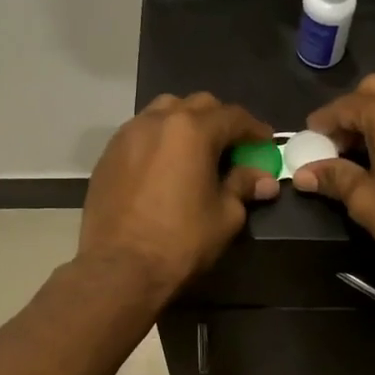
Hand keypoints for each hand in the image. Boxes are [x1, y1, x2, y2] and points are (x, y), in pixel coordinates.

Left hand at [78, 93, 278, 296]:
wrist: (119, 269)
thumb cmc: (180, 241)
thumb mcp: (225, 216)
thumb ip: (243, 186)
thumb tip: (263, 179)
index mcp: (192, 130)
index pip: (233, 116)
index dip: (255, 129)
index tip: (266, 144)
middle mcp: (157, 121)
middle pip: (198, 105)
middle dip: (220, 121)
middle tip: (232, 148)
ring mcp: (127, 135)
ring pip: (164, 112)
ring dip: (186, 124)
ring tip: (196, 152)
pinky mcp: (108, 155)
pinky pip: (141, 133)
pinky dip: (160, 140)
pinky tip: (165, 166)